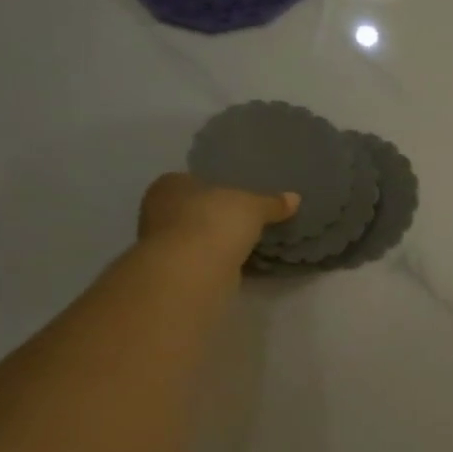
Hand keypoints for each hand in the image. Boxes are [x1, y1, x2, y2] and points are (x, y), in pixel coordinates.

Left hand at [138, 173, 298, 264]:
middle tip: (244, 219)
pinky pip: (201, 259)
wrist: (192, 270)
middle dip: (214, 215)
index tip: (236, 197)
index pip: (192, 180)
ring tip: (245, 242)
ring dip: (215, 240)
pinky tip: (237, 262)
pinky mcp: (174, 271)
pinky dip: (216, 260)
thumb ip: (272, 203)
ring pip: (195, 236)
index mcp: (170, 184)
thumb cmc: (215, 222)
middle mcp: (157, 211)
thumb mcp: (253, 206)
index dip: (215, 187)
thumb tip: (295, 198)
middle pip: (192, 209)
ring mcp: (162, 244)